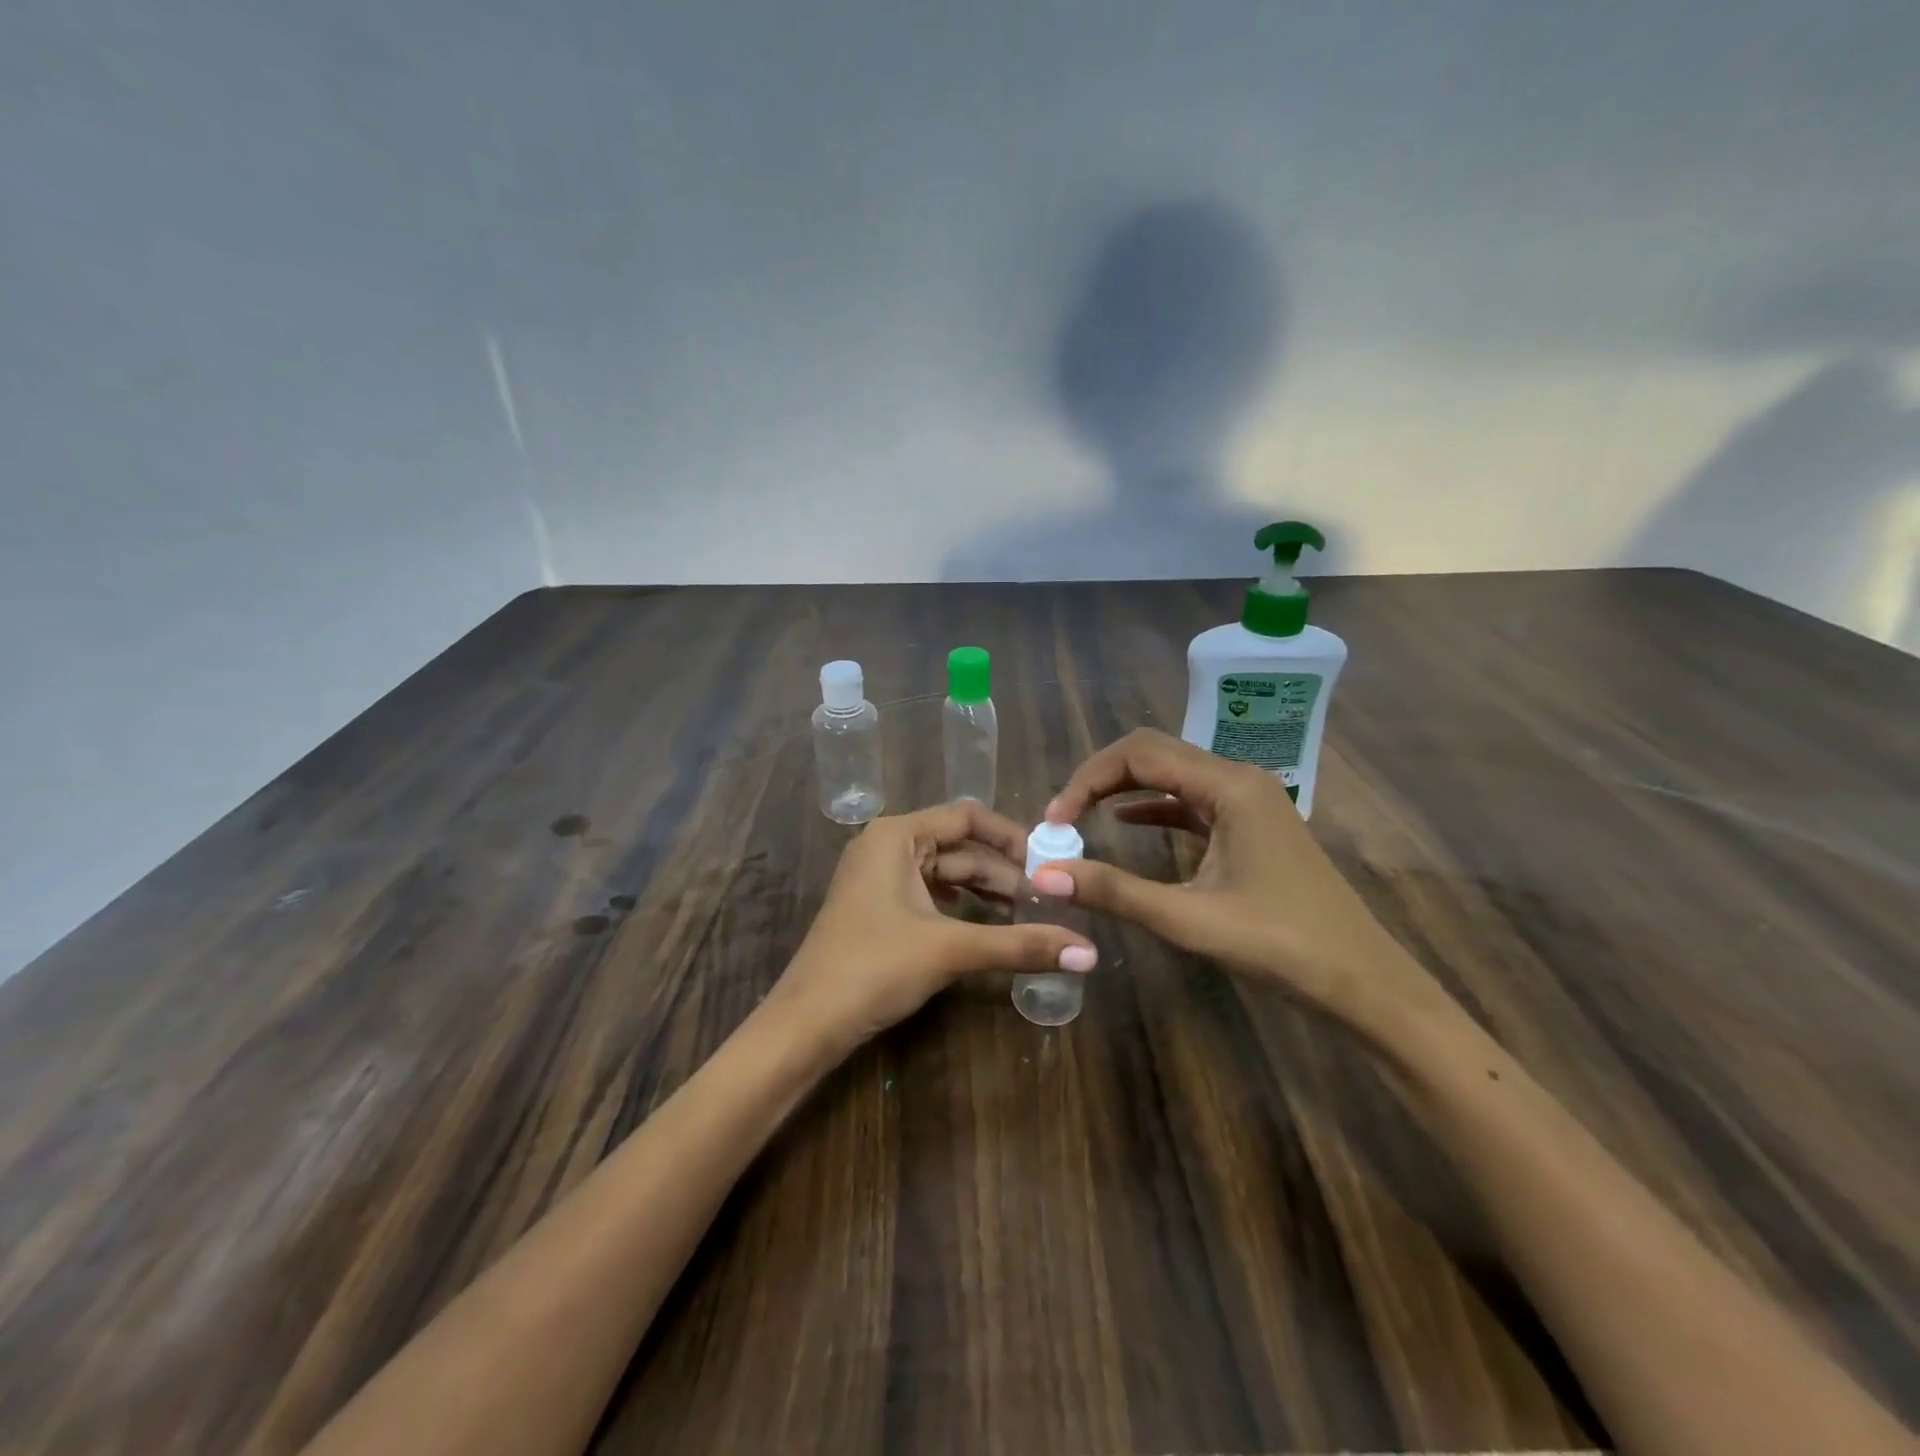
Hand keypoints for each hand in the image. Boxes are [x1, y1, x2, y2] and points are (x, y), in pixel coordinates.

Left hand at [773, 801, 1098, 1050]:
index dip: (1012, 837)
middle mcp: (886, 846)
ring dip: (985, 892)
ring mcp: (878, 878)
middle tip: (1047, 901)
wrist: (805, 1023)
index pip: (967, 817)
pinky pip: (929, 895)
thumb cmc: (873, 968)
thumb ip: (1020, 945)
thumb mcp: (950, 950)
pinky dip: (961, 908)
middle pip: (959, 847)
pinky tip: (987, 927)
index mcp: (896, 835)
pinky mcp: (878, 908)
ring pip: (945, 874)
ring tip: (1027, 916)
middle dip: (1003, 873)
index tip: (1049, 864)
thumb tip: (1090, 952)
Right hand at [1036, 729, 1435, 1028]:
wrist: (1364, 983)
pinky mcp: (1251, 826)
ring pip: (1172, 775)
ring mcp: (1249, 801)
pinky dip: (1153, 806)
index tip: (1054, 820)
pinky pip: (1191, 801)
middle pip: (1155, 754)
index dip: (1088, 778)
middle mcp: (1239, 779)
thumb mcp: (1190, 919)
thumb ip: (1115, 891)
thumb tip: (1043, 875)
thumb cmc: (1282, 946)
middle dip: (1101, 778)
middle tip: (1062, 816)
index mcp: (1229, 786)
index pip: (1139, 754)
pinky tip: (1125, 822)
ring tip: (1081, 817)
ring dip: (1124, 789)